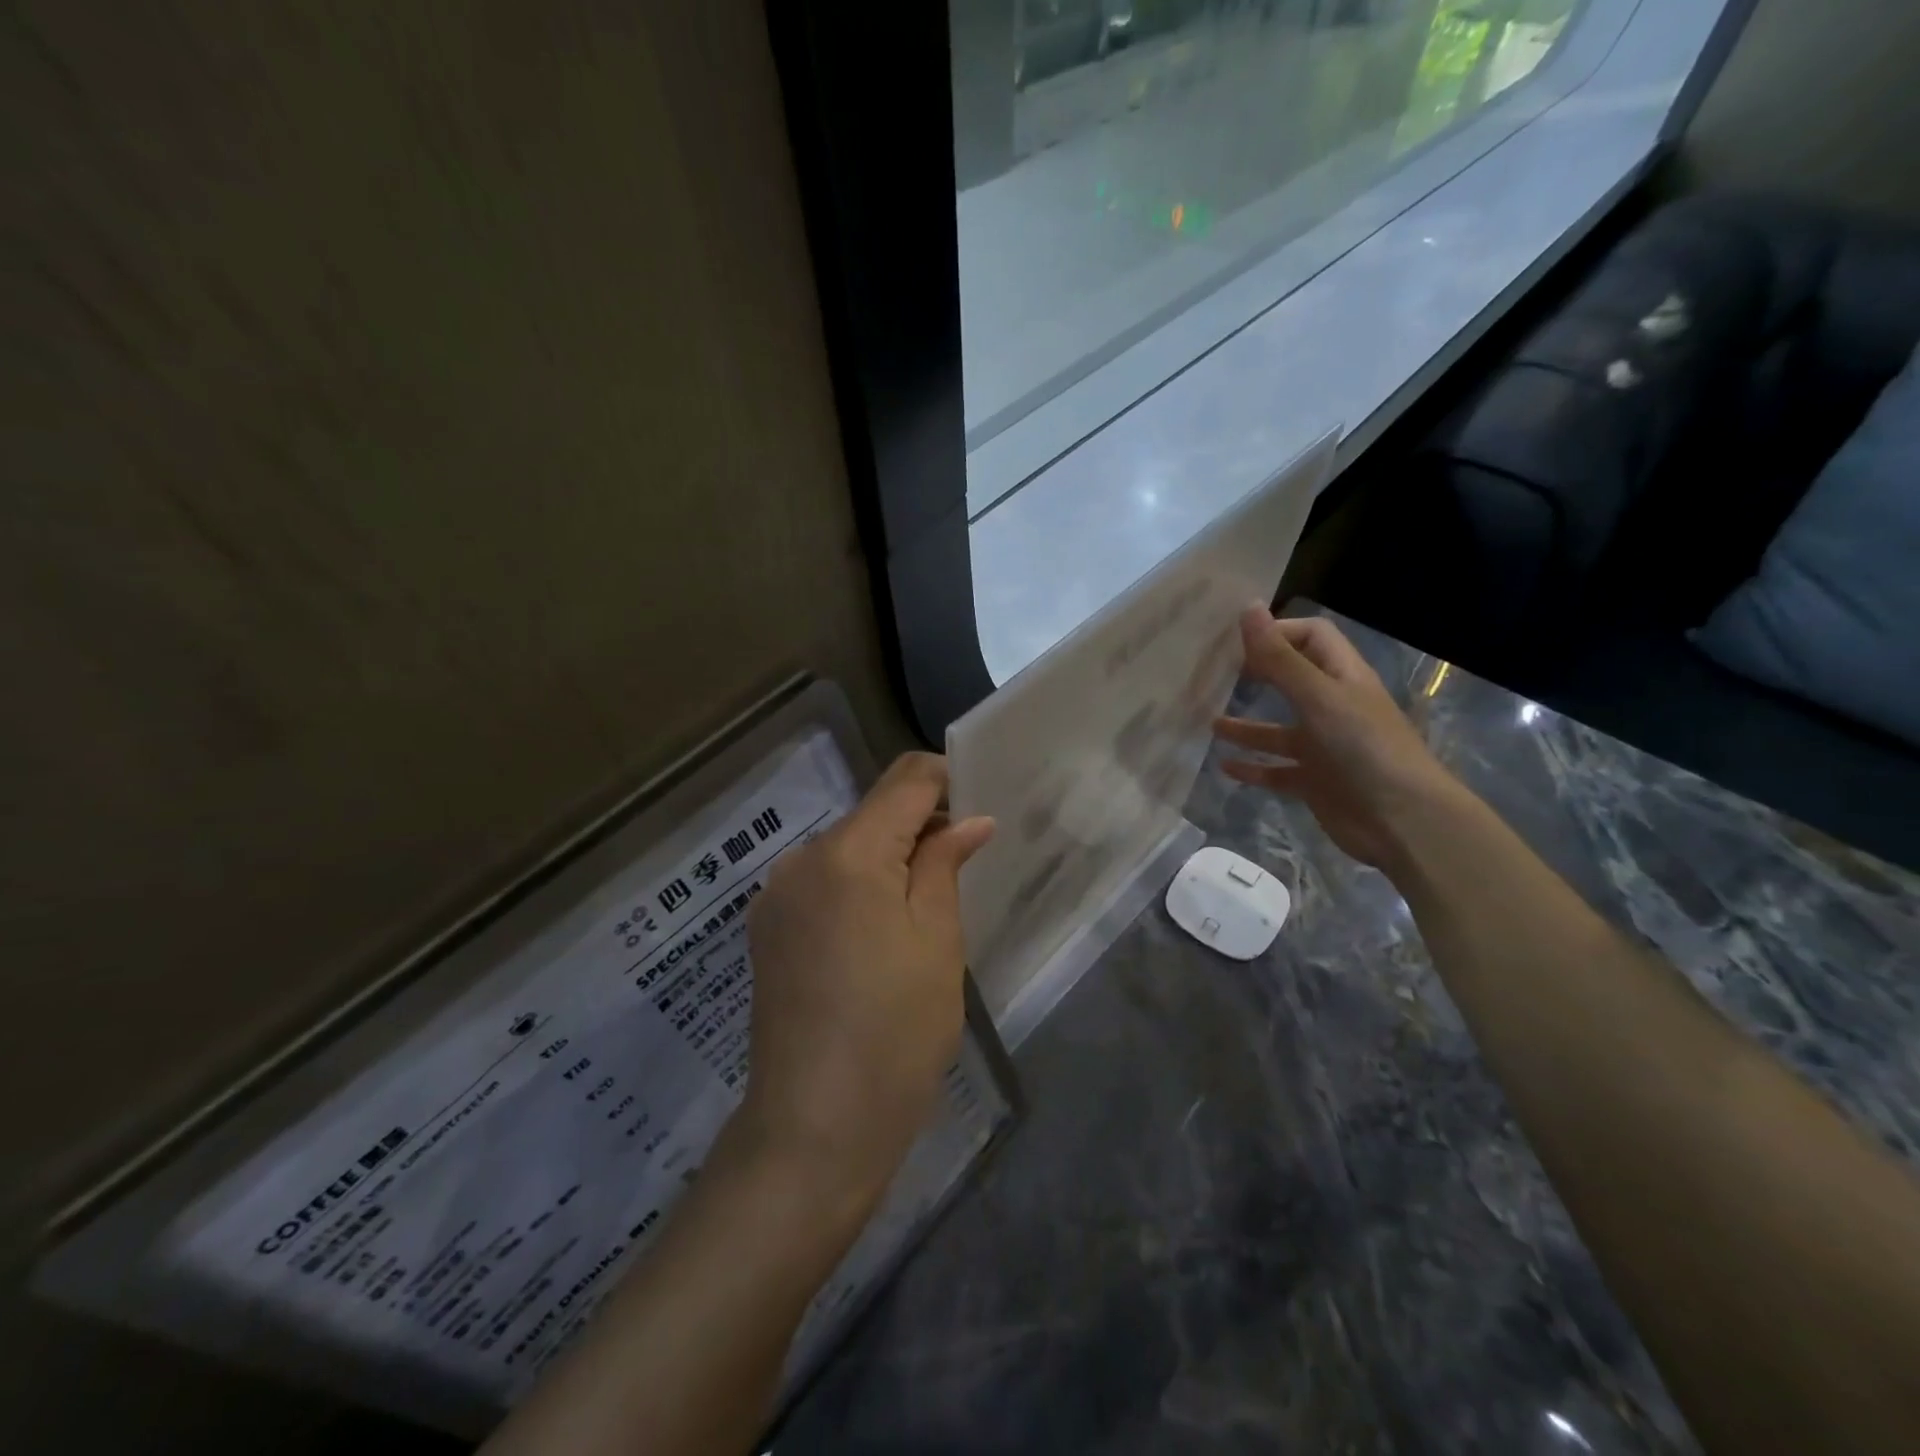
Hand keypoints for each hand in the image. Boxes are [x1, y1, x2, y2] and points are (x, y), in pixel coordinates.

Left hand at [740, 752, 994, 1207]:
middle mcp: (801, 859)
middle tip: (963, 870)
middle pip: (873, 813)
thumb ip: (944, 864)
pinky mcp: (767, 930)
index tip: (979, 808)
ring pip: (847, 849)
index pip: (905, 780)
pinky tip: (876, 939)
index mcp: (848, 852)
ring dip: (888, 860)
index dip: (947, 781)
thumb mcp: (937, 941)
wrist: (814, 1129)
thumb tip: (969, 820)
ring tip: (922, 913)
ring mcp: (776, 896)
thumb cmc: (895, 1031)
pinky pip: (822, 884)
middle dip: (920, 827)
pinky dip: (857, 888)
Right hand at [1214, 608, 1463, 869]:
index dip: (1278, 632)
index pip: (1311, 637)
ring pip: (1278, 730)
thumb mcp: (1317, 697)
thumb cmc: (1363, 747)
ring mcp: (1324, 747)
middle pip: (1291, 680)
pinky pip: (1277, 770)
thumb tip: (1247, 608)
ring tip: (1208, 723)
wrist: (1402, 821)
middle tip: (1214, 675)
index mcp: (1342, 678)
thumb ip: (1279, 658)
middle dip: (1256, 675)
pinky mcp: (1315, 782)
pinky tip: (1224, 766)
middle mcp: (1333, 708)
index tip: (1235, 640)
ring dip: (1246, 727)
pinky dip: (1252, 768)